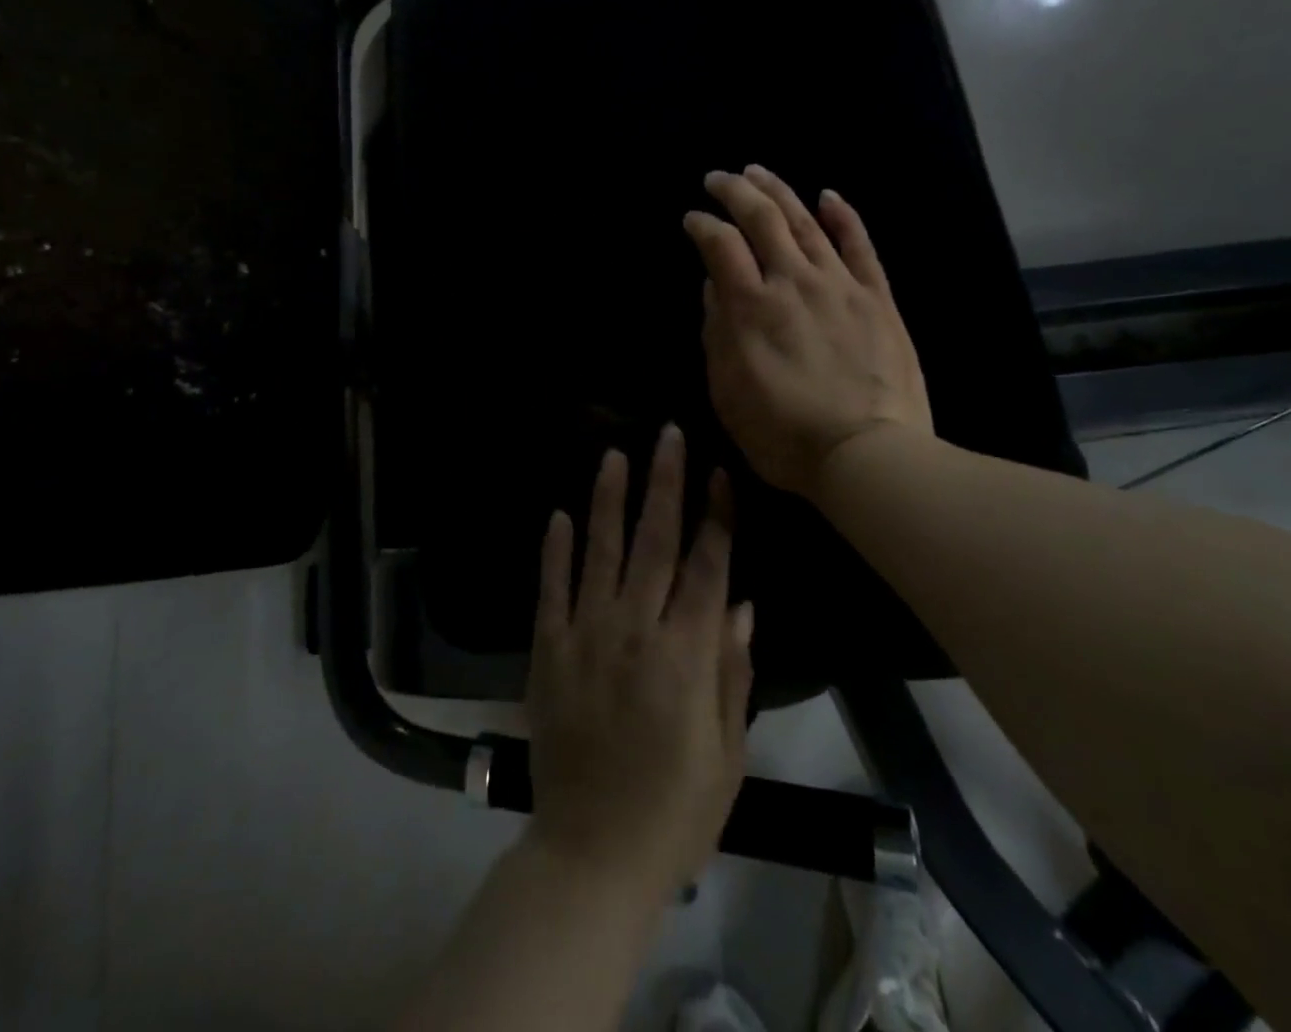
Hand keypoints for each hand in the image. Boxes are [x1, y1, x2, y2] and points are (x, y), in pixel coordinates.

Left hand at [525, 425, 753, 903]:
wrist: (592, 856)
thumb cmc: (674, 812)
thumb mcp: (727, 754)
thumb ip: (732, 672)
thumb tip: (742, 604)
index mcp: (685, 656)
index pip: (707, 567)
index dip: (716, 516)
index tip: (720, 471)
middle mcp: (634, 631)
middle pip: (654, 542)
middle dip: (664, 483)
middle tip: (667, 435)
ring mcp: (585, 637)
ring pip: (599, 552)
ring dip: (608, 500)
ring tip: (614, 454)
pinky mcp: (547, 652)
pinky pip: (551, 590)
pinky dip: (554, 551)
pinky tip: (558, 514)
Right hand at [683, 165, 932, 498]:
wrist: (867, 455)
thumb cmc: (784, 435)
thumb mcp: (727, 392)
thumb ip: (716, 333)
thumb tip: (714, 286)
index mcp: (750, 307)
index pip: (720, 245)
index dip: (701, 225)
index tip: (691, 219)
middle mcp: (793, 282)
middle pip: (762, 219)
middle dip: (735, 191)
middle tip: (718, 178)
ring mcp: (839, 285)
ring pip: (806, 222)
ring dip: (779, 191)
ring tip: (758, 171)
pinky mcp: (876, 297)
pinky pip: (859, 245)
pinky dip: (843, 216)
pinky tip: (828, 195)